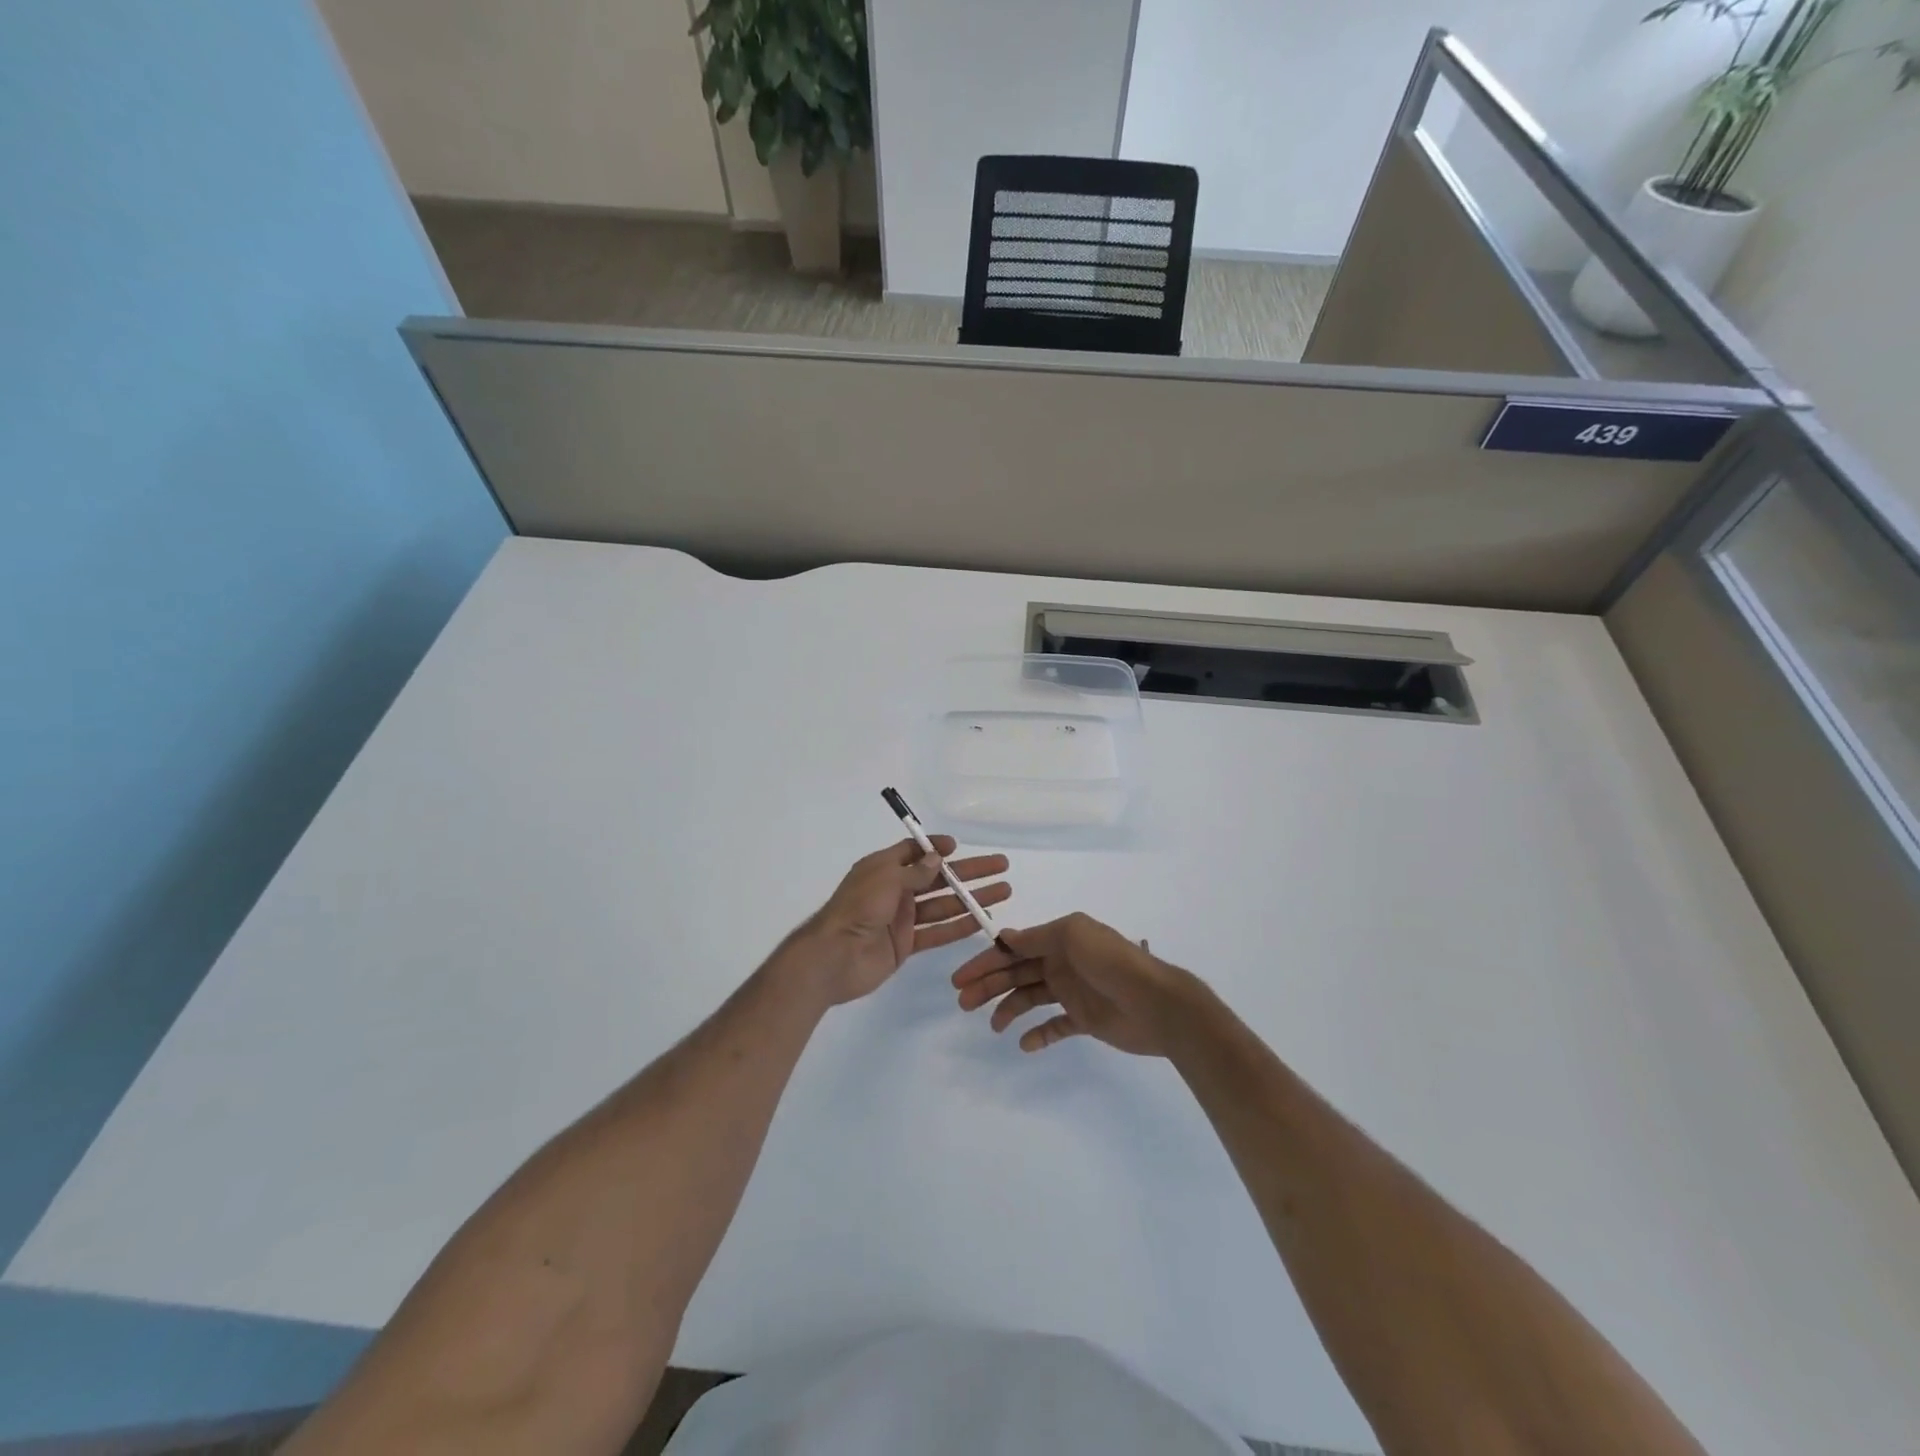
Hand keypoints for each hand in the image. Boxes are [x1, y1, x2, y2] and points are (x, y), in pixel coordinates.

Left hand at [796, 837, 1011, 1005]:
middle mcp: (894, 890)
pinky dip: (959, 927)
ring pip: (944, 905)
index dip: (937, 848)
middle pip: (938, 877)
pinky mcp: (906, 945)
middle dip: (969, 872)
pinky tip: (982, 920)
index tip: (959, 847)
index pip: (914, 851)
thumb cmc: (857, 909)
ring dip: (972, 898)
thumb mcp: (885, 878)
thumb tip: (938, 858)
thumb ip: (915, 871)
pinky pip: (938, 932)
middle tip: (1001, 866)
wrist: (834, 957)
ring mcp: (902, 919)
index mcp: (884, 868)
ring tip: (1003, 892)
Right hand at [951, 912, 1202, 1055]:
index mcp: (1058, 940)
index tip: (960, 978)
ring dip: (1008, 1009)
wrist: (1156, 1002)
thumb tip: (1005, 938)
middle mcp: (1061, 963)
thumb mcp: (1073, 936)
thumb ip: (1037, 938)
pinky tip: (1025, 1043)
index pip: (1013, 949)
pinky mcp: (1084, 1020)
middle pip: (1016, 974)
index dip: (986, 961)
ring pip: (1030, 998)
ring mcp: (1072, 992)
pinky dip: (1038, 1034)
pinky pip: (1054, 1026)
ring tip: (994, 1026)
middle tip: (964, 1003)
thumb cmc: (1112, 962)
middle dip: (988, 985)